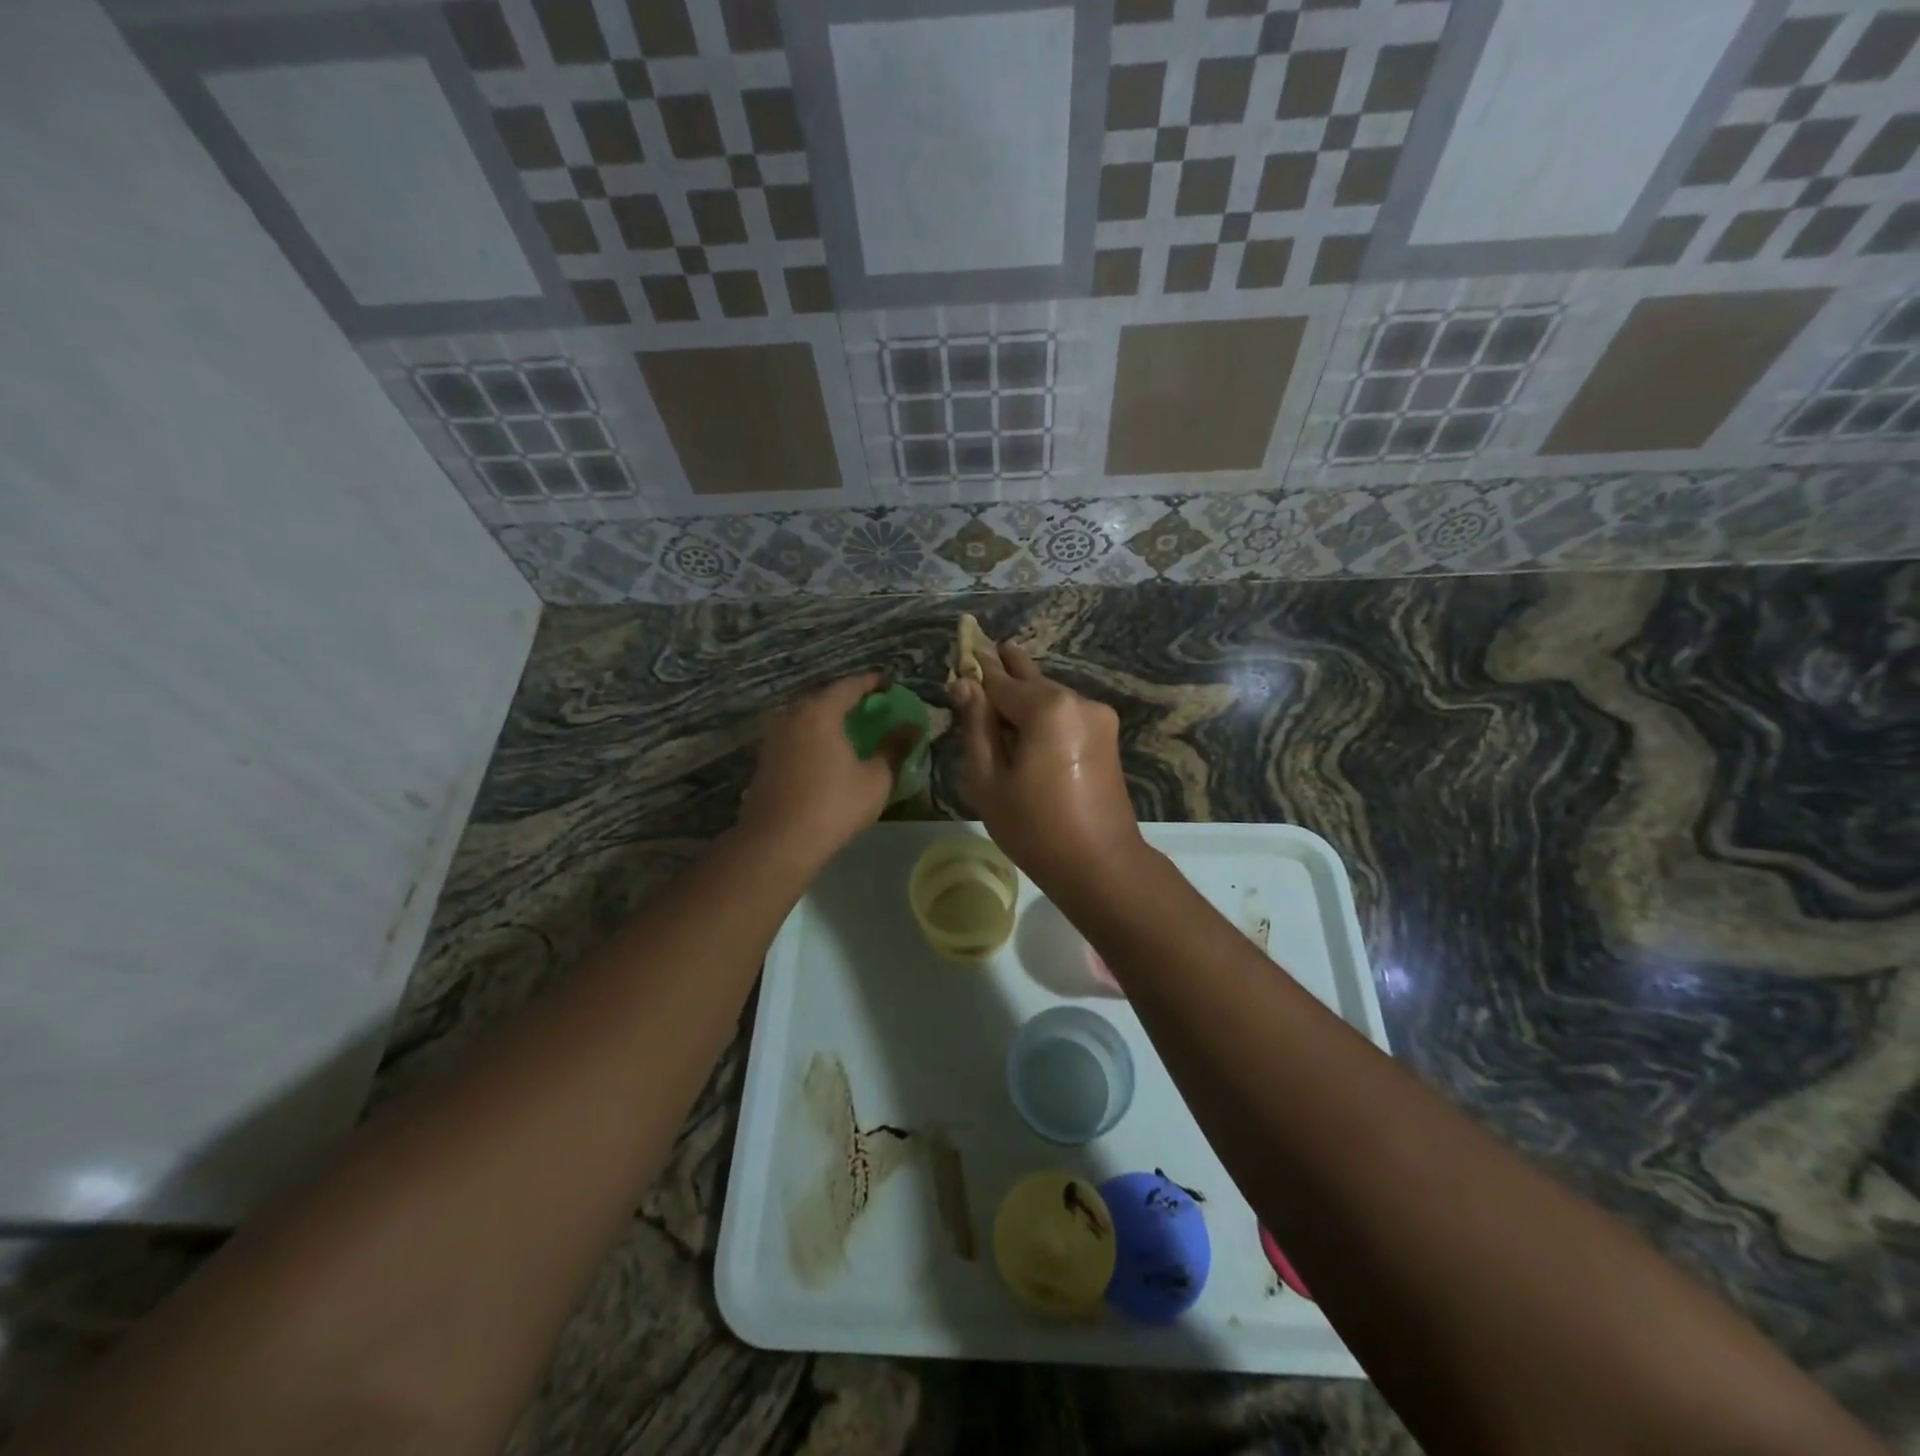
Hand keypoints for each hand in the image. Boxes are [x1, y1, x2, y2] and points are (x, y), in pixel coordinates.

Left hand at [738, 673, 917, 865]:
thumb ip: (894, 748)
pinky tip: (827, 751)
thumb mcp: (875, 779)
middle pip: (824, 697)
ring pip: (806, 716)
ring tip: (851, 728)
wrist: (777, 842)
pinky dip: (814, 734)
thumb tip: (913, 727)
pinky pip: (796, 734)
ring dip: (829, 717)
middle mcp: (792, 715)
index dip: (872, 682)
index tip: (890, 684)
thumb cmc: (833, 806)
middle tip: (872, 706)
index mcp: (819, 712)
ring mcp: (773, 736)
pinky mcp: (765, 758)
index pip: (849, 685)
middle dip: (849, 698)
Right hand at [952, 644, 1145, 896]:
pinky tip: (1028, 717)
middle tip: (989, 646)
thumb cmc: (1034, 827)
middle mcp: (1077, 701)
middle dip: (1008, 667)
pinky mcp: (1106, 735)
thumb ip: (976, 726)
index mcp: (1047, 708)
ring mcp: (1098, 717)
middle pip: (1031, 681)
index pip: (1001, 681)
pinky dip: (1044, 711)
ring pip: (1050, 696)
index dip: (978, 670)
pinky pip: (1066, 713)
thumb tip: (964, 685)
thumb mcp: (989, 779)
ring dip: (1026, 692)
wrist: (1101, 864)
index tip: (963, 650)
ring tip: (1004, 678)